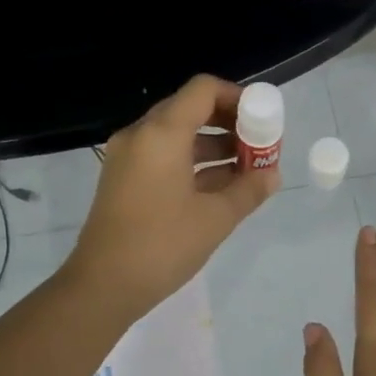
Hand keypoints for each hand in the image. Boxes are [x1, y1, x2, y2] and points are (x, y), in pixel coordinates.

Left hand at [66, 75, 279, 320]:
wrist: (103, 286)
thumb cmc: (162, 245)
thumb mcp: (215, 219)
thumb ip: (248, 190)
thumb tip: (272, 174)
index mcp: (162, 133)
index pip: (204, 90)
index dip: (238, 98)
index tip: (263, 120)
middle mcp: (140, 136)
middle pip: (190, 110)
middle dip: (229, 124)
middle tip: (259, 146)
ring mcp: (127, 158)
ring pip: (177, 137)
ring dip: (213, 147)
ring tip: (247, 171)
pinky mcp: (123, 181)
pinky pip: (163, 158)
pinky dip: (192, 165)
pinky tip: (220, 187)